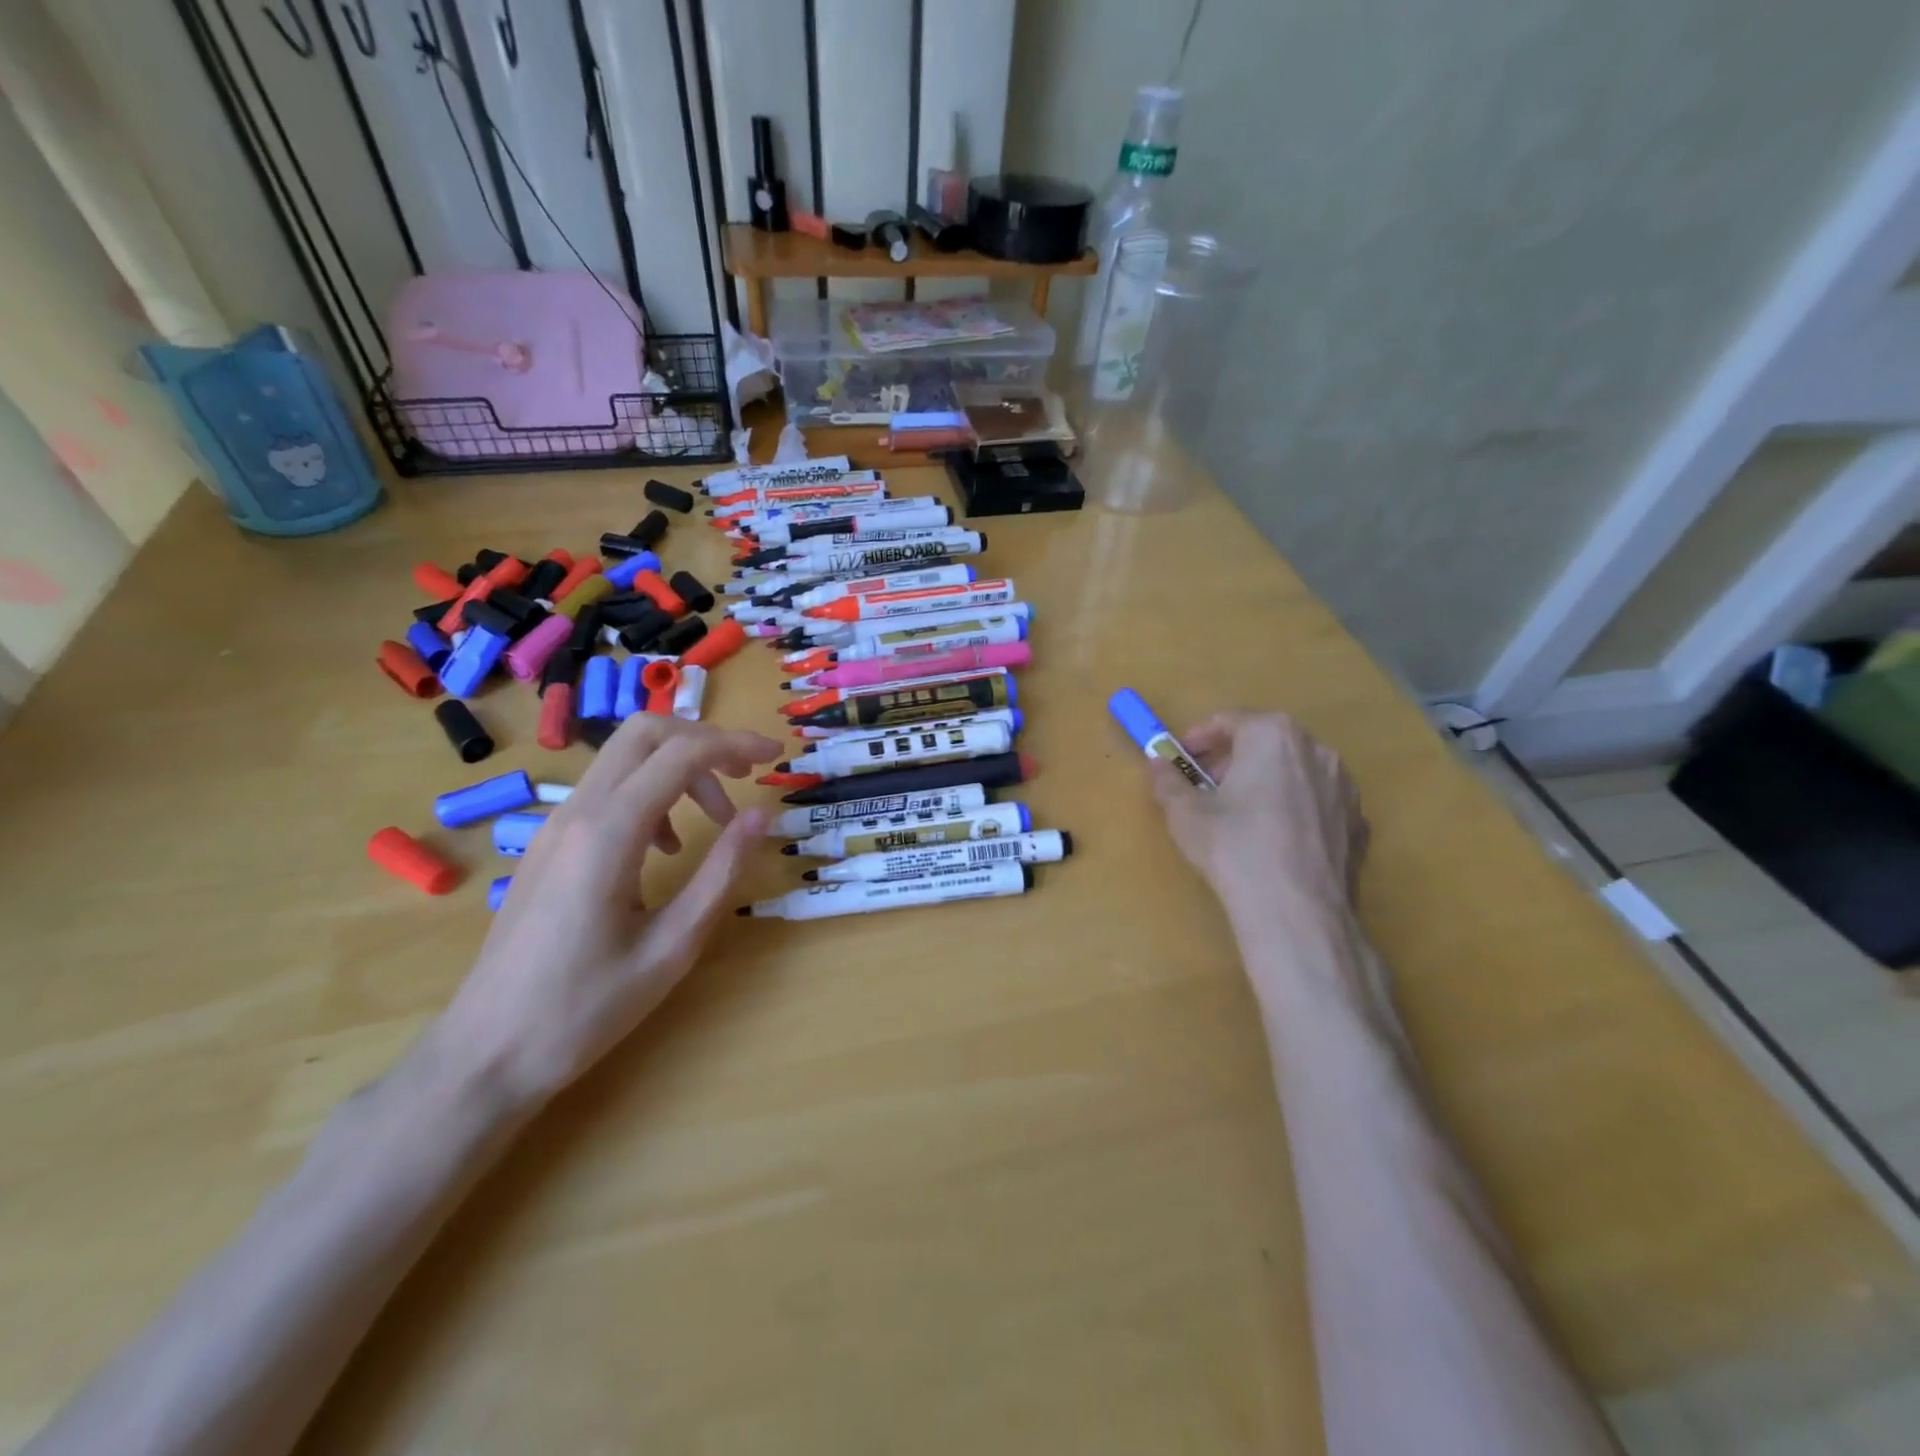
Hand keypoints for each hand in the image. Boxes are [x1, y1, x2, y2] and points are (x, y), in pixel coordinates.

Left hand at [425, 716, 780, 1108]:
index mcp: (609, 833)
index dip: (735, 744)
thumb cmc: (586, 1009)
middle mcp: (577, 814)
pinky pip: (606, 792)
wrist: (485, 1054)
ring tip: (715, 820)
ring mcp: (554, 827)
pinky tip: (666, 848)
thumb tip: (762, 815)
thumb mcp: (672, 945)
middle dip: (704, 740)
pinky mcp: (548, 846)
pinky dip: (650, 794)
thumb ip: (721, 872)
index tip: (776, 756)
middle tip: (745, 774)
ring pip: (623, 759)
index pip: (680, 754)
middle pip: (643, 734)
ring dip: (678, 769)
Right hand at [1150, 710, 1367, 929]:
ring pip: (1295, 773)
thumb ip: (1167, 780)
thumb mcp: (1184, 813)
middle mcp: (1316, 750)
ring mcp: (1344, 788)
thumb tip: (1157, 763)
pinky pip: (1317, 804)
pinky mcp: (1358, 824)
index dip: (1197, 738)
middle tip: (1205, 788)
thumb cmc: (1233, 847)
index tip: (1179, 759)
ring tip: (1240, 817)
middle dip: (1232, 760)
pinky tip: (1275, 843)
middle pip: (1265, 743)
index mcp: (1273, 735)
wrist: (1297, 911)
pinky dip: (1293, 811)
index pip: (1229, 720)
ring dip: (1265, 783)